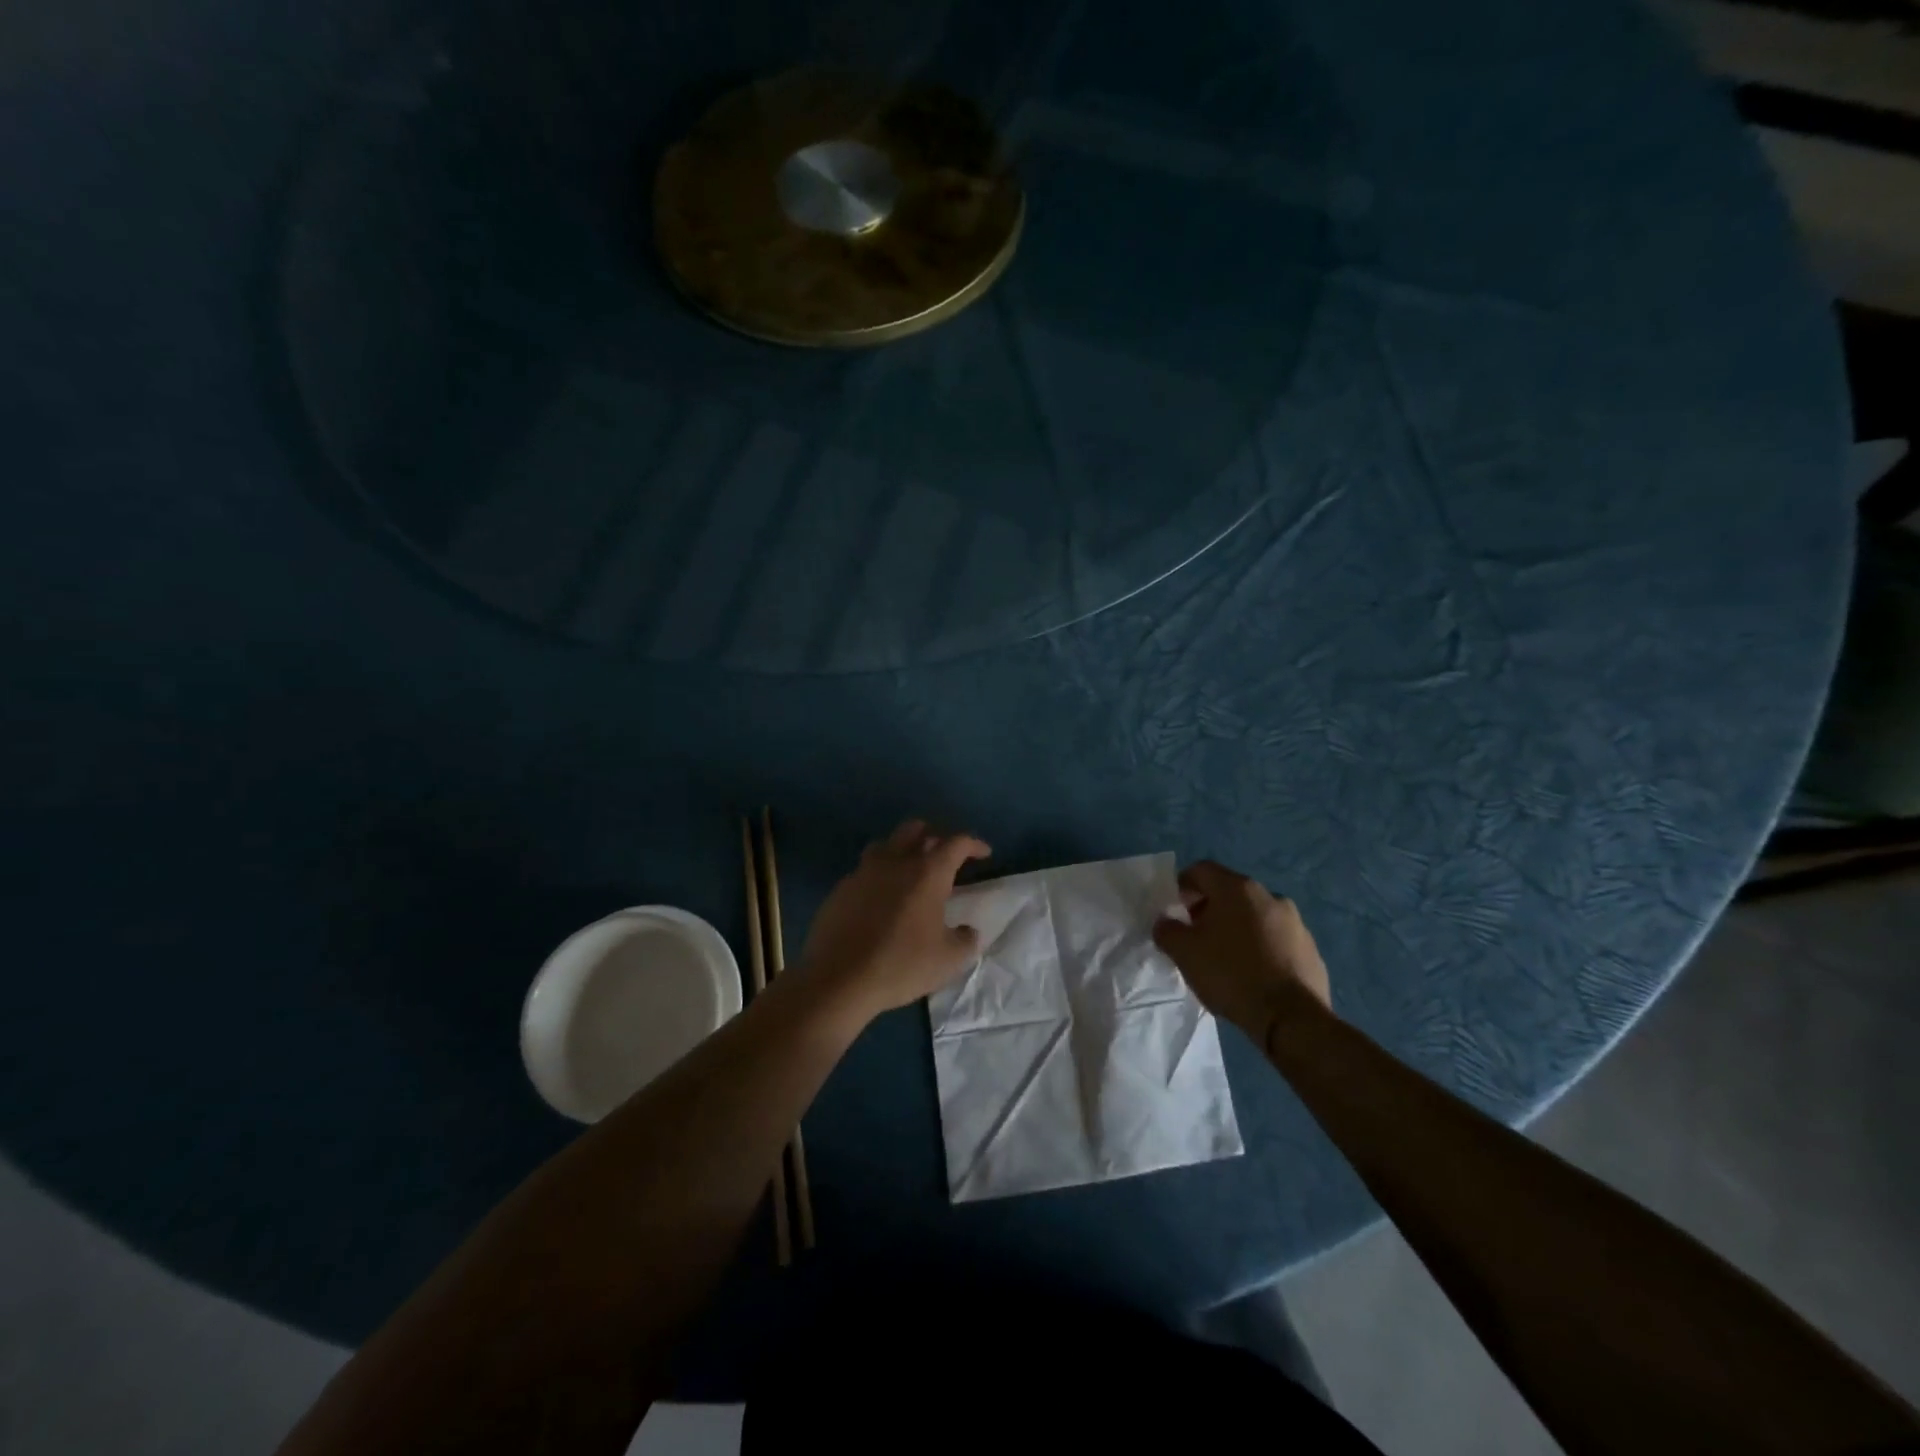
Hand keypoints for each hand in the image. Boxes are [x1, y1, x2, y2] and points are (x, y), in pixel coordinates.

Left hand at [798, 819, 990, 1021]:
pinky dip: (880, 873)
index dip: (973, 844)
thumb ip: (966, 940)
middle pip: (916, 828)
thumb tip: (969, 931)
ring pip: (887, 843)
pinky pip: (865, 869)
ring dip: (903, 848)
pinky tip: (881, 895)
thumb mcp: (948, 960)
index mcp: (927, 872)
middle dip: (935, 835)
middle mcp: (895, 861)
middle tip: (946, 853)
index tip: (984, 853)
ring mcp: (864, 872)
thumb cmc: (900, 964)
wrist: (838, 978)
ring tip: (911, 867)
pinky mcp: (841, 888)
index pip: (956, 843)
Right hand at [1152, 861, 1331, 1046]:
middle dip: (1209, 909)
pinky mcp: (1310, 949)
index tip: (1174, 910)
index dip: (1182, 886)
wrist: (1291, 1018)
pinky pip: (1276, 940)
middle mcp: (1270, 896)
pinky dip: (1260, 948)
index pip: (1201, 870)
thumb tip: (1166, 922)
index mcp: (1237, 888)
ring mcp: (1295, 922)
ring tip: (1225, 959)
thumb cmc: (1231, 974)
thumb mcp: (1184, 952)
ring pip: (1255, 916)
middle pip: (1229, 892)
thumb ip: (1167, 930)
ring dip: (1237, 928)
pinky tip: (1252, 975)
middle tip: (1196, 936)